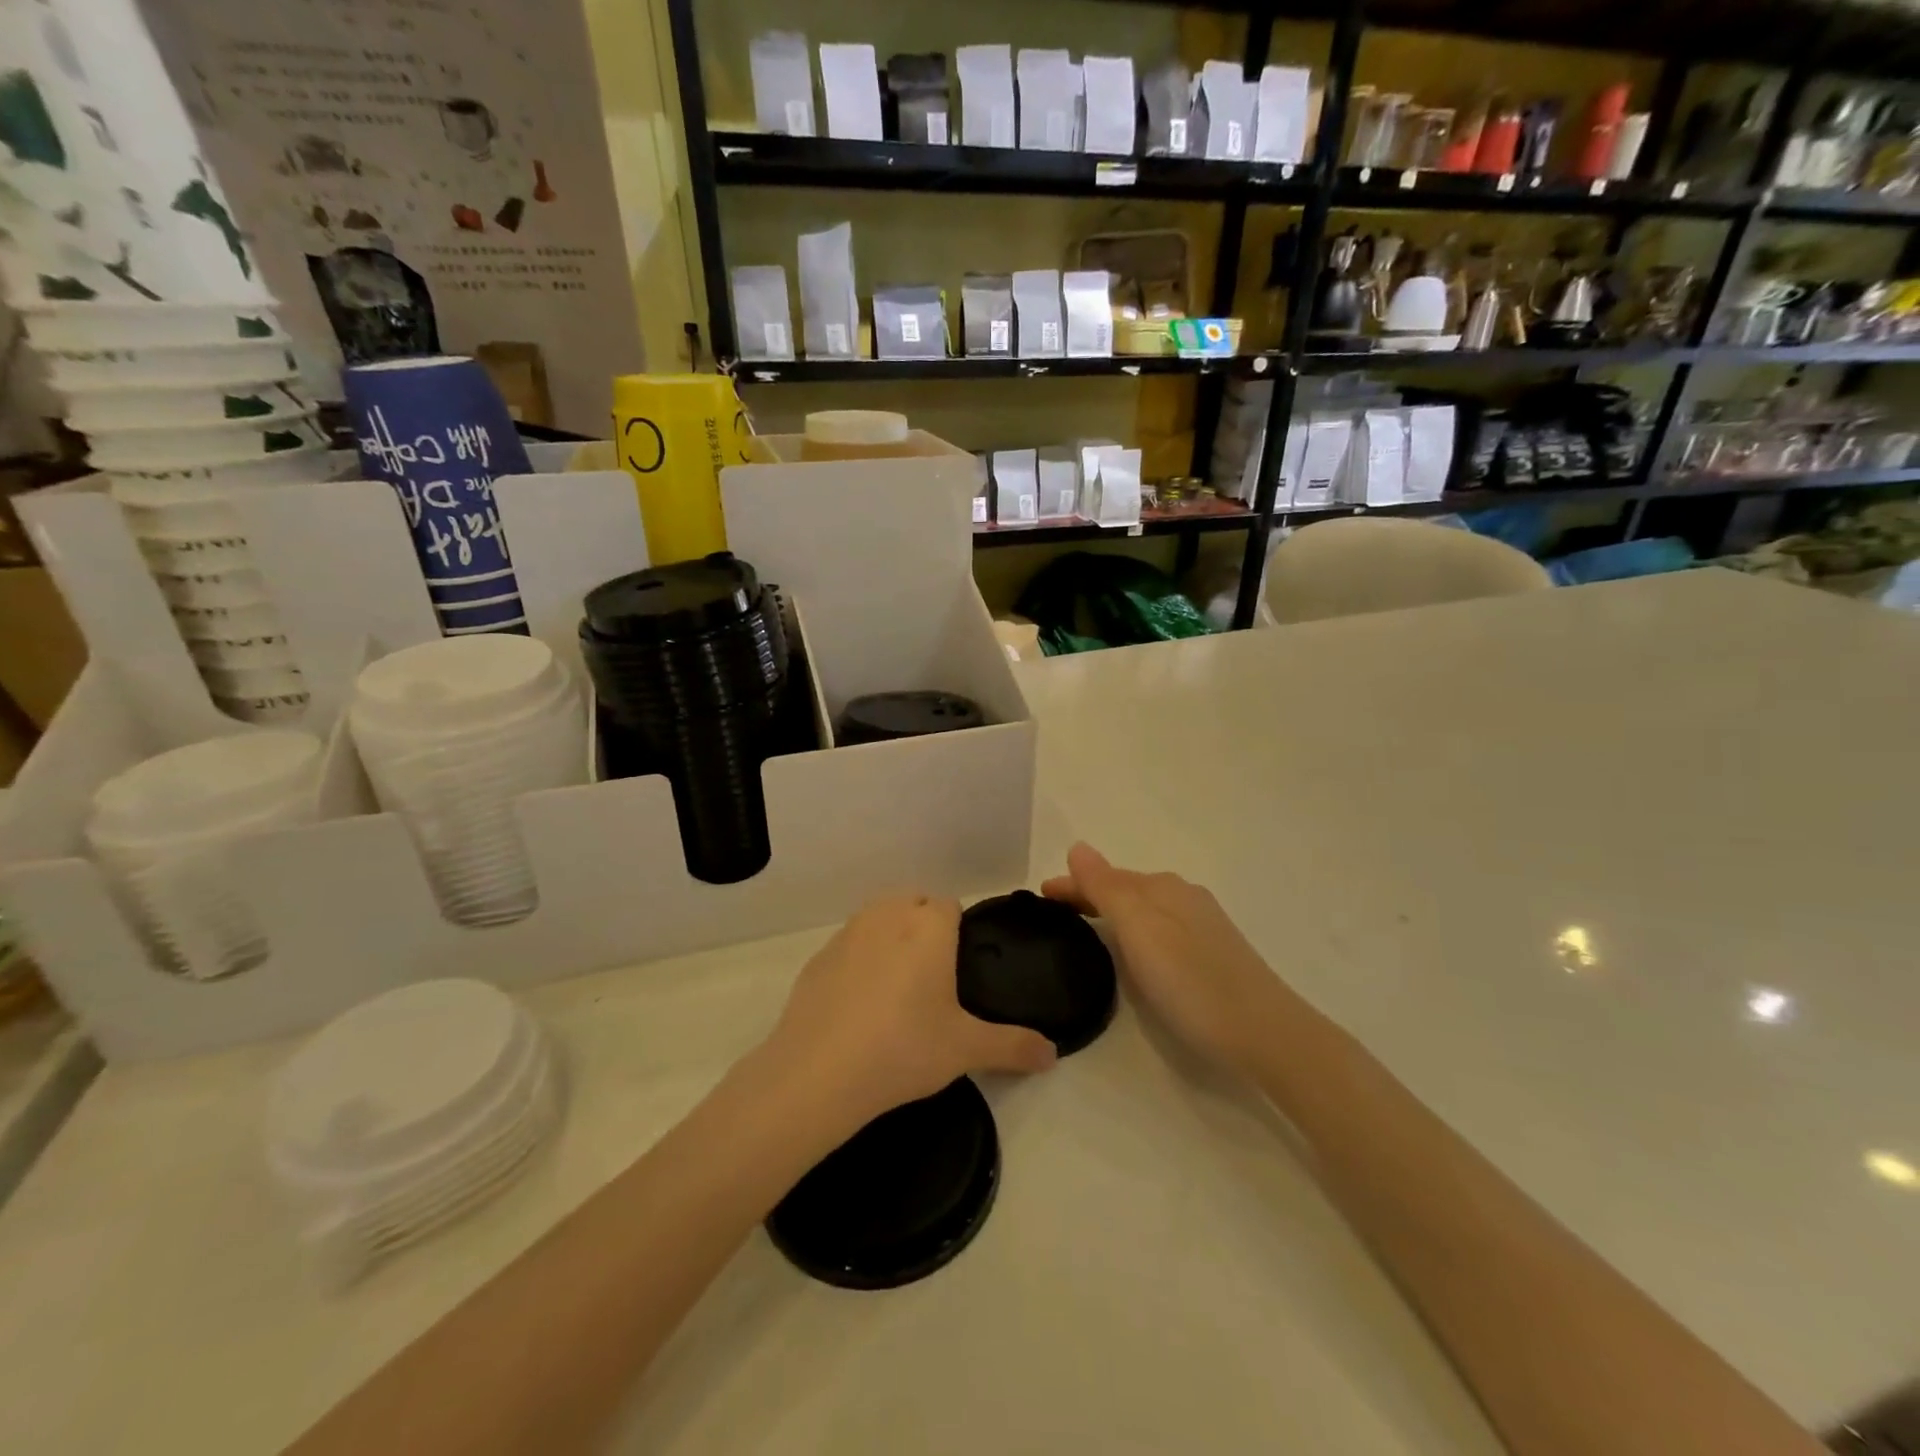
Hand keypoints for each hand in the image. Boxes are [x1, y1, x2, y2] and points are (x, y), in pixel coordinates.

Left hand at [764, 894, 1057, 1128]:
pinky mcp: (817, 958)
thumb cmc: (904, 1048)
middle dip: (925, 930)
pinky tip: (859, 1007)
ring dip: (890, 940)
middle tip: (934, 983)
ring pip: (878, 920)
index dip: (958, 932)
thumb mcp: (966, 1049)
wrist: (819, 1072)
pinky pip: (848, 947)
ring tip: (897, 992)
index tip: (960, 971)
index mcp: (928, 926)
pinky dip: (858, 963)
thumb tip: (1053, 1054)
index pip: (950, 905)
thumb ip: (1014, 1046)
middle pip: (913, 905)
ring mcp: (847, 934)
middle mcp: (887, 915)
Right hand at [1042, 843, 1291, 1077]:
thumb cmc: (1191, 981)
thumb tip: (1077, 846)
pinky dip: (1135, 930)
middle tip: (1055, 914)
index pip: (1106, 876)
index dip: (1072, 884)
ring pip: (1144, 909)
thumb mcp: (1140, 930)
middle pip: (1126, 889)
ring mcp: (1202, 925)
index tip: (1039, 897)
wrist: (1264, 1034)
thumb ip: (1106, 887)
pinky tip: (1134, 950)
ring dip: (1113, 912)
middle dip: (1090, 895)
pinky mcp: (1213, 954)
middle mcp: (1184, 897)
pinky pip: (1159, 928)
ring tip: (1086, 928)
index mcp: (1164, 887)